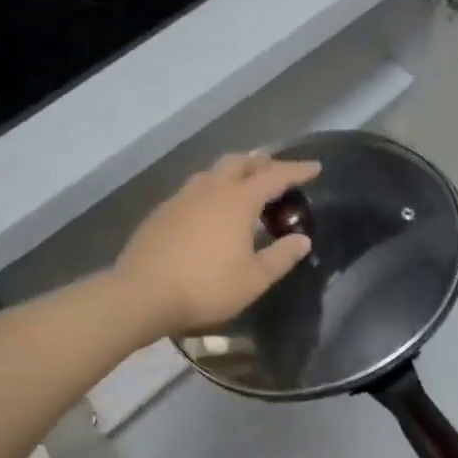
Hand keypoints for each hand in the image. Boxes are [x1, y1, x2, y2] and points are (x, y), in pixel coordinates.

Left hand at [115, 151, 320, 337]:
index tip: (315, 167)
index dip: (297, 170)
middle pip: (238, 162)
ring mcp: (180, 199)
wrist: (142, 295)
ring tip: (242, 187)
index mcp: (237, 201)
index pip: (274, 176)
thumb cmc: (206, 287)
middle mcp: (209, 190)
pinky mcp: (160, 213)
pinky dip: (210, 191)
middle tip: (275, 172)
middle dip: (260, 162)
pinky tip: (208, 211)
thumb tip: (302, 240)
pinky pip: (192, 191)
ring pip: (211, 173)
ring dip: (232, 173)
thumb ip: (281, 256)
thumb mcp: (254, 279)